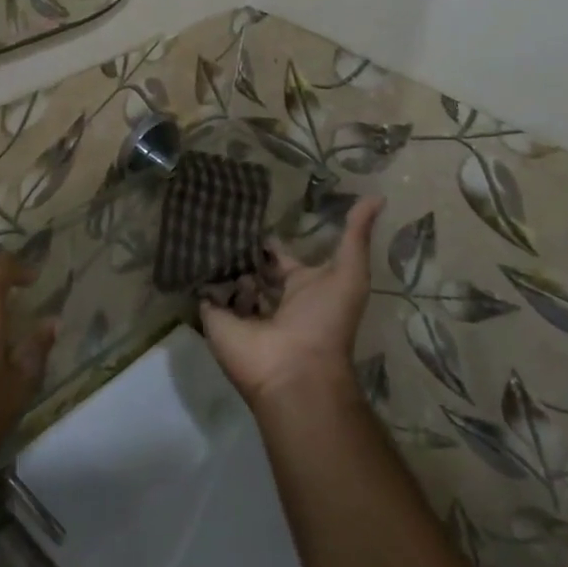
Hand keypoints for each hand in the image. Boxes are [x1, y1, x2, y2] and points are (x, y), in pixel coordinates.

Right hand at [200, 196, 383, 410]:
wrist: (296, 370)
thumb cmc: (325, 321)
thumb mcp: (349, 273)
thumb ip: (356, 235)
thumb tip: (377, 196)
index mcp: (297, 286)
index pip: (277, 259)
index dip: (267, 242)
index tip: (247, 212)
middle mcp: (268, 298)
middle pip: (249, 268)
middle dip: (238, 249)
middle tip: (218, 216)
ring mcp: (240, 310)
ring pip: (226, 278)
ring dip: (218, 259)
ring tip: (202, 228)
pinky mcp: (215, 318)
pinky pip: (204, 293)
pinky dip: (198, 277)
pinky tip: (190, 250)